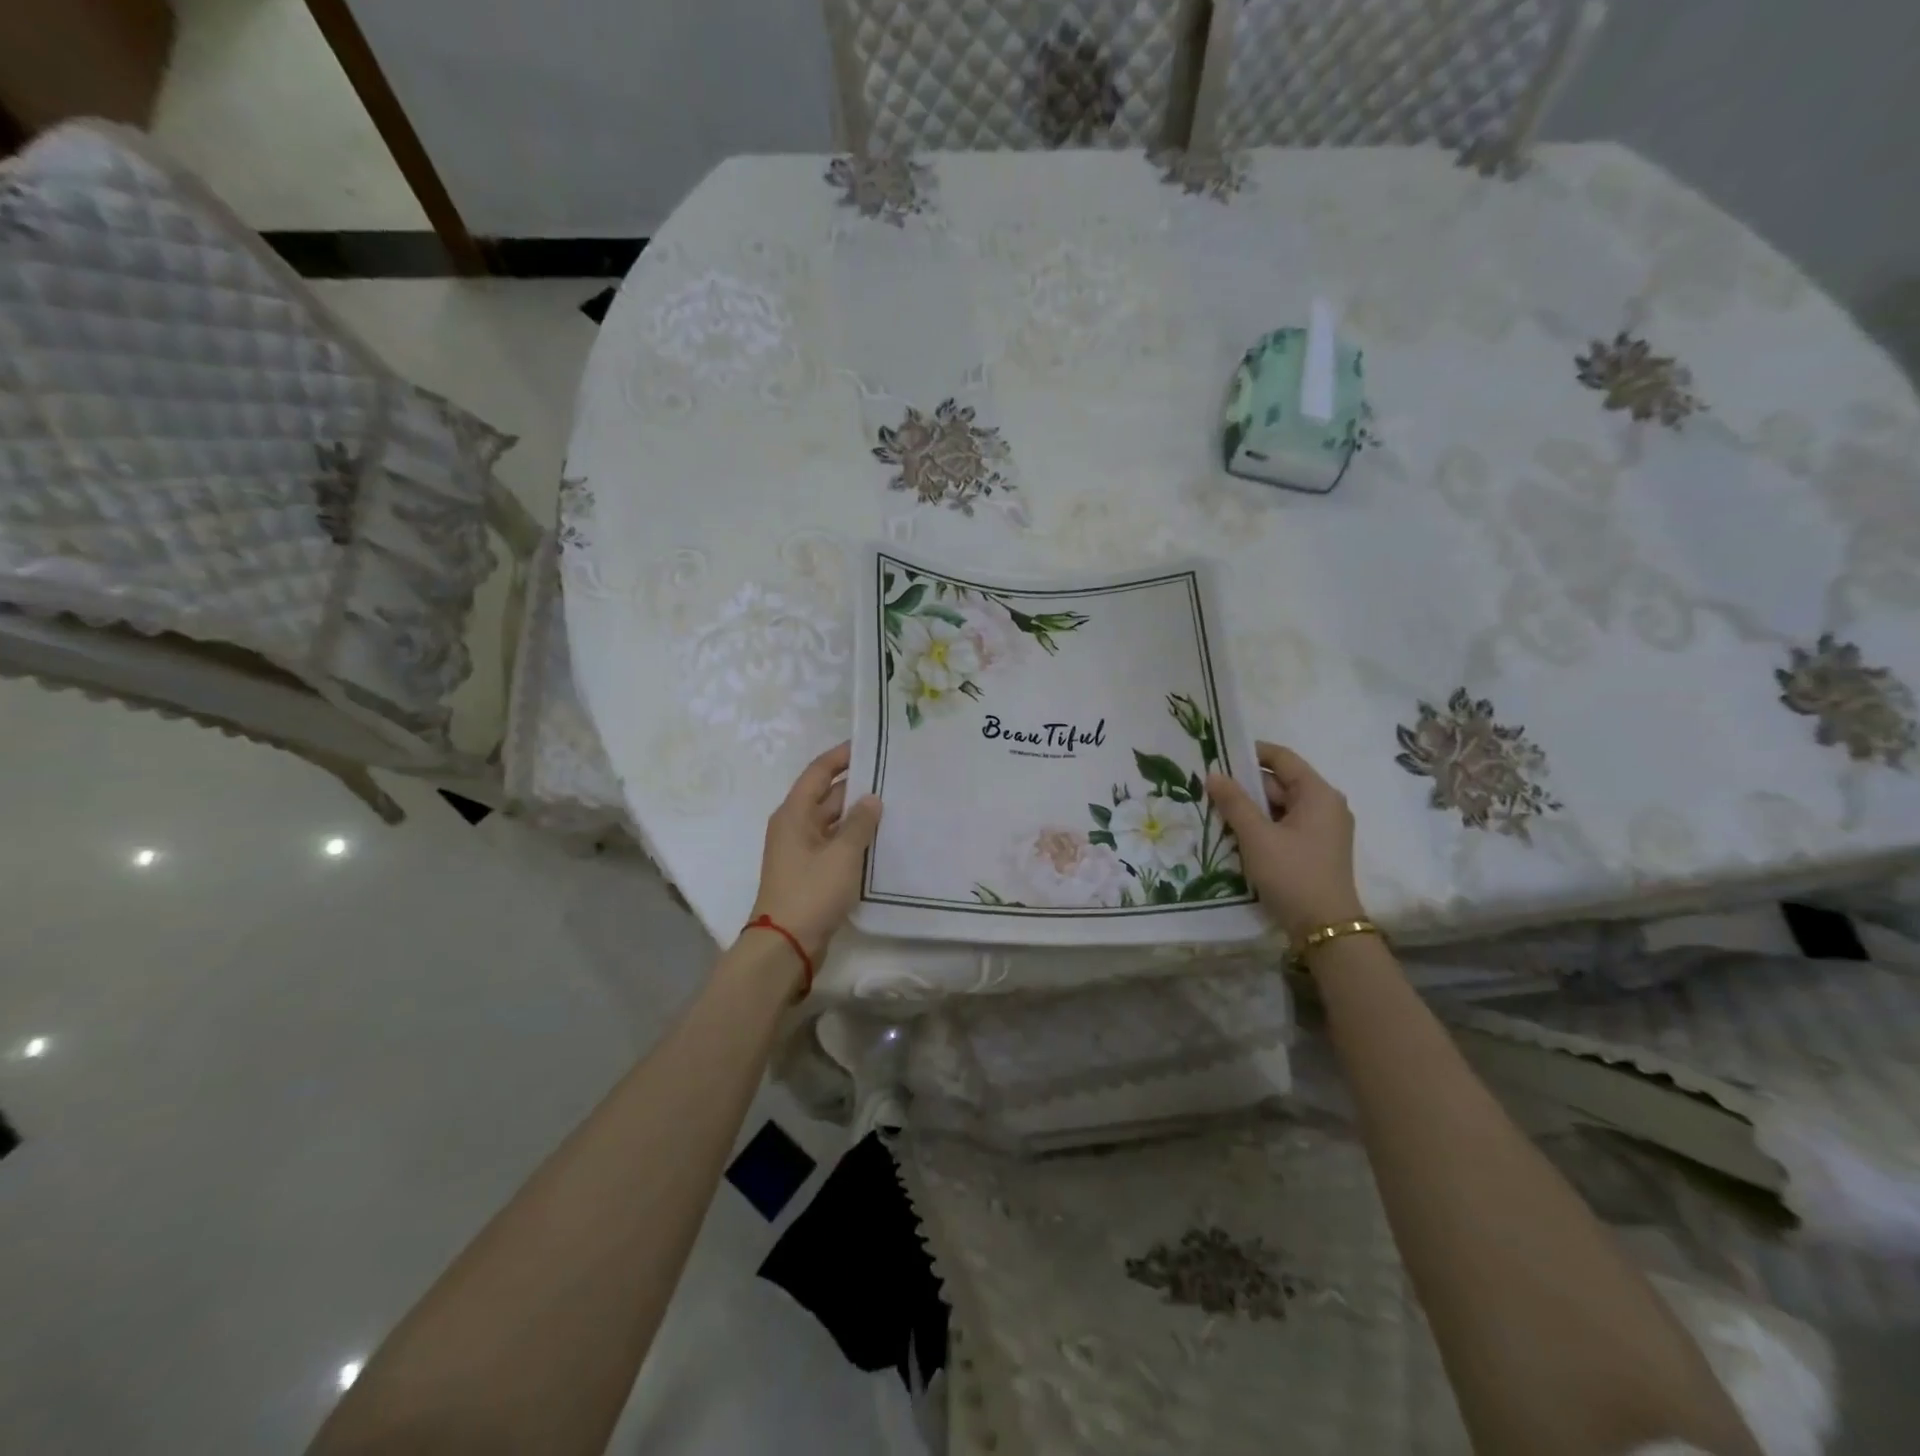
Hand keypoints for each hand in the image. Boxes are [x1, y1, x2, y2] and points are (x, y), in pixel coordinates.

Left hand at [749, 742, 882, 963]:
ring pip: (834, 822)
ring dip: (859, 815)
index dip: (842, 755)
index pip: (819, 772)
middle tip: (894, 776)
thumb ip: (860, 823)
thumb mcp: (842, 854)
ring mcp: (803, 851)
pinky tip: (882, 839)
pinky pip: (836, 845)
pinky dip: (855, 839)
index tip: (869, 743)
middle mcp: (795, 826)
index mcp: (794, 813)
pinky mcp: (812, 873)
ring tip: (896, 804)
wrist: (787, 945)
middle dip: (857, 785)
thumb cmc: (811, 891)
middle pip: (827, 795)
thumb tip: (871, 799)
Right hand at [1206, 742, 1364, 942]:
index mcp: (1318, 794)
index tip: (1218, 755)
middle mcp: (1325, 805)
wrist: (1324, 928)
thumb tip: (1213, 774)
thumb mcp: (1257, 836)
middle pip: (1280, 782)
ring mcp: (1322, 829)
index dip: (1250, 753)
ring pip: (1280, 806)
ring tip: (1216, 811)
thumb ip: (1234, 802)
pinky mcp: (1315, 849)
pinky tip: (1236, 834)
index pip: (1282, 758)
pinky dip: (1262, 825)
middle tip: (1209, 788)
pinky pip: (1285, 825)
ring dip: (1250, 808)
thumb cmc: (1292, 874)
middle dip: (1245, 785)